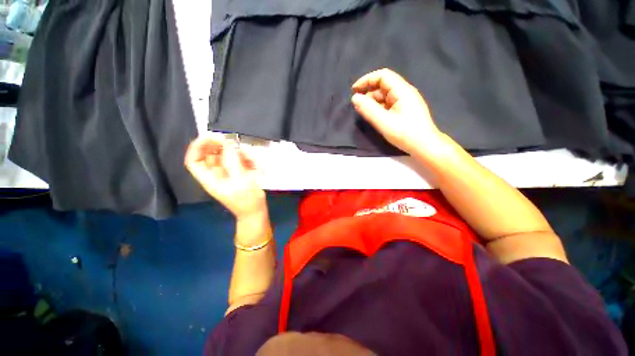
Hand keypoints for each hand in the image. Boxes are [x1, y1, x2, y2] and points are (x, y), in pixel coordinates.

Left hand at [185, 134, 266, 219]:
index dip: (197, 147)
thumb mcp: (241, 180)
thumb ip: (233, 161)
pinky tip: (255, 165)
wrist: (256, 211)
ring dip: (238, 154)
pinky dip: (246, 159)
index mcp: (210, 179)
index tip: (209, 137)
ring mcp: (228, 173)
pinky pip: (238, 160)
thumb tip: (227, 144)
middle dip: (220, 146)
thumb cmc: (247, 200)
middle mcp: (216, 174)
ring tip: (251, 160)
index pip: (194, 161)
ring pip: (226, 156)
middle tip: (231, 141)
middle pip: (209, 155)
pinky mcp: (238, 173)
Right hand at [351, 68, 442, 154]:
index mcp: (402, 91)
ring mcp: (405, 102)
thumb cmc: (405, 134)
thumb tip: (354, 98)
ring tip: (363, 112)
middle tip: (357, 106)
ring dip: (372, 102)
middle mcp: (404, 93)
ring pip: (384, 97)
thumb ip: (368, 109)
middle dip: (368, 93)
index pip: (383, 76)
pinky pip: (388, 105)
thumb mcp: (384, 122)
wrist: (425, 146)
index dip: (367, 80)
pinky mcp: (404, 110)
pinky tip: (373, 116)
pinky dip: (378, 108)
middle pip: (383, 86)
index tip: (354, 90)